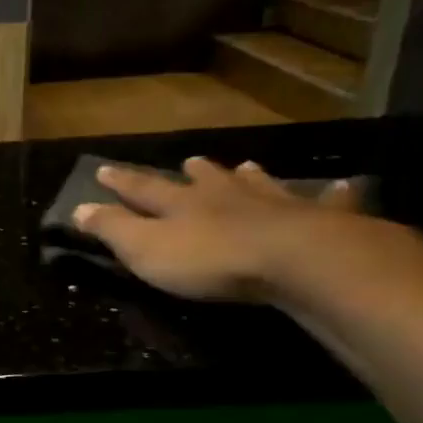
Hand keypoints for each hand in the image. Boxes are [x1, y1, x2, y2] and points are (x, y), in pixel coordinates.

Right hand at [72, 157, 391, 302]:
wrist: (295, 260)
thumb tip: (77, 208)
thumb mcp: (146, 250)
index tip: (103, 169)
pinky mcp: (320, 221)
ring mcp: (274, 204)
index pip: (143, 189)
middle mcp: (225, 196)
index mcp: (181, 205)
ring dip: (248, 178)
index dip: (122, 182)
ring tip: (246, 167)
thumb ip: (113, 229)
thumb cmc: (210, 259)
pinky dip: (334, 195)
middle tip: (189, 161)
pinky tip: (345, 186)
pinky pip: (328, 203)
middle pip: (205, 181)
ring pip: (257, 185)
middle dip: (193, 173)